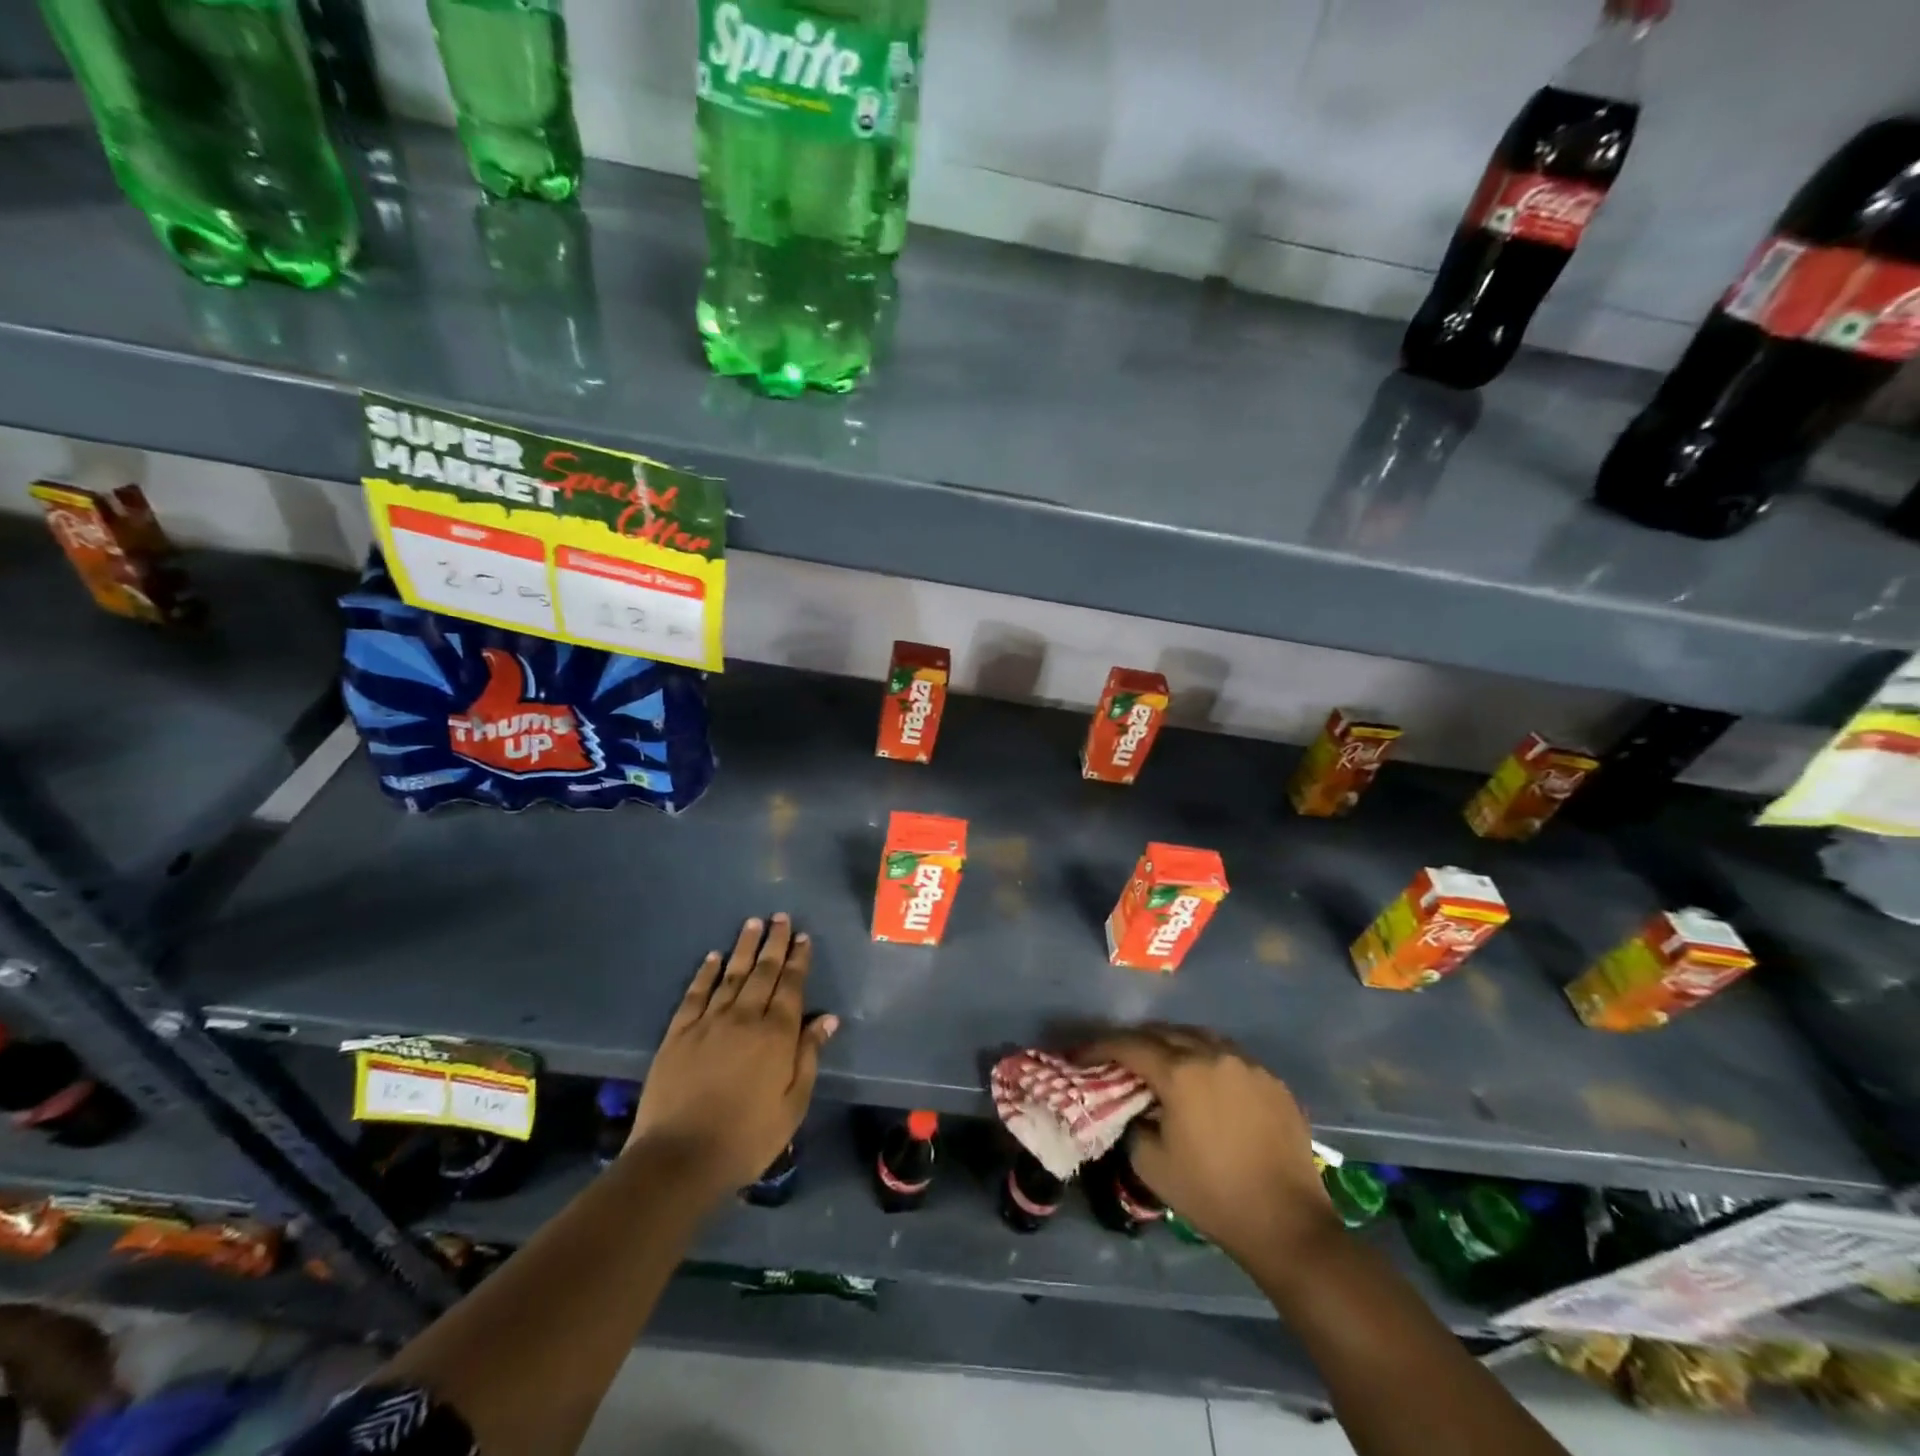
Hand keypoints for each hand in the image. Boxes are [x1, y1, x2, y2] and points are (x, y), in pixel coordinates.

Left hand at [629, 914, 836, 1199]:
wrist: (679, 1157)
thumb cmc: (747, 1137)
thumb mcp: (793, 1104)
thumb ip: (808, 1056)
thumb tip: (827, 1018)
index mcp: (776, 1035)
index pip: (791, 986)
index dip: (798, 959)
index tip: (802, 936)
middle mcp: (744, 1018)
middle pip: (763, 972)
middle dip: (774, 942)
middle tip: (780, 917)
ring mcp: (708, 1023)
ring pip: (731, 975)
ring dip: (744, 947)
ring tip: (752, 923)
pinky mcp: (678, 1034)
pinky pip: (695, 994)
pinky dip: (705, 973)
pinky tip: (713, 957)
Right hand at [1077, 1025, 1338, 1265]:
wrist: (1287, 1224)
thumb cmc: (1213, 1195)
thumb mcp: (1151, 1165)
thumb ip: (1133, 1124)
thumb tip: (1135, 1108)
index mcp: (1180, 1072)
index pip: (1128, 1045)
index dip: (1098, 1047)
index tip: (1079, 1055)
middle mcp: (1213, 1054)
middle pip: (1163, 1033)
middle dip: (1135, 1042)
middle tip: (1117, 1058)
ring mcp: (1247, 1064)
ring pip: (1199, 1037)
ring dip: (1173, 1045)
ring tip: (1160, 1062)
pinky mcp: (1272, 1080)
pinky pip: (1229, 1056)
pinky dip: (1207, 1060)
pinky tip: (1204, 1082)